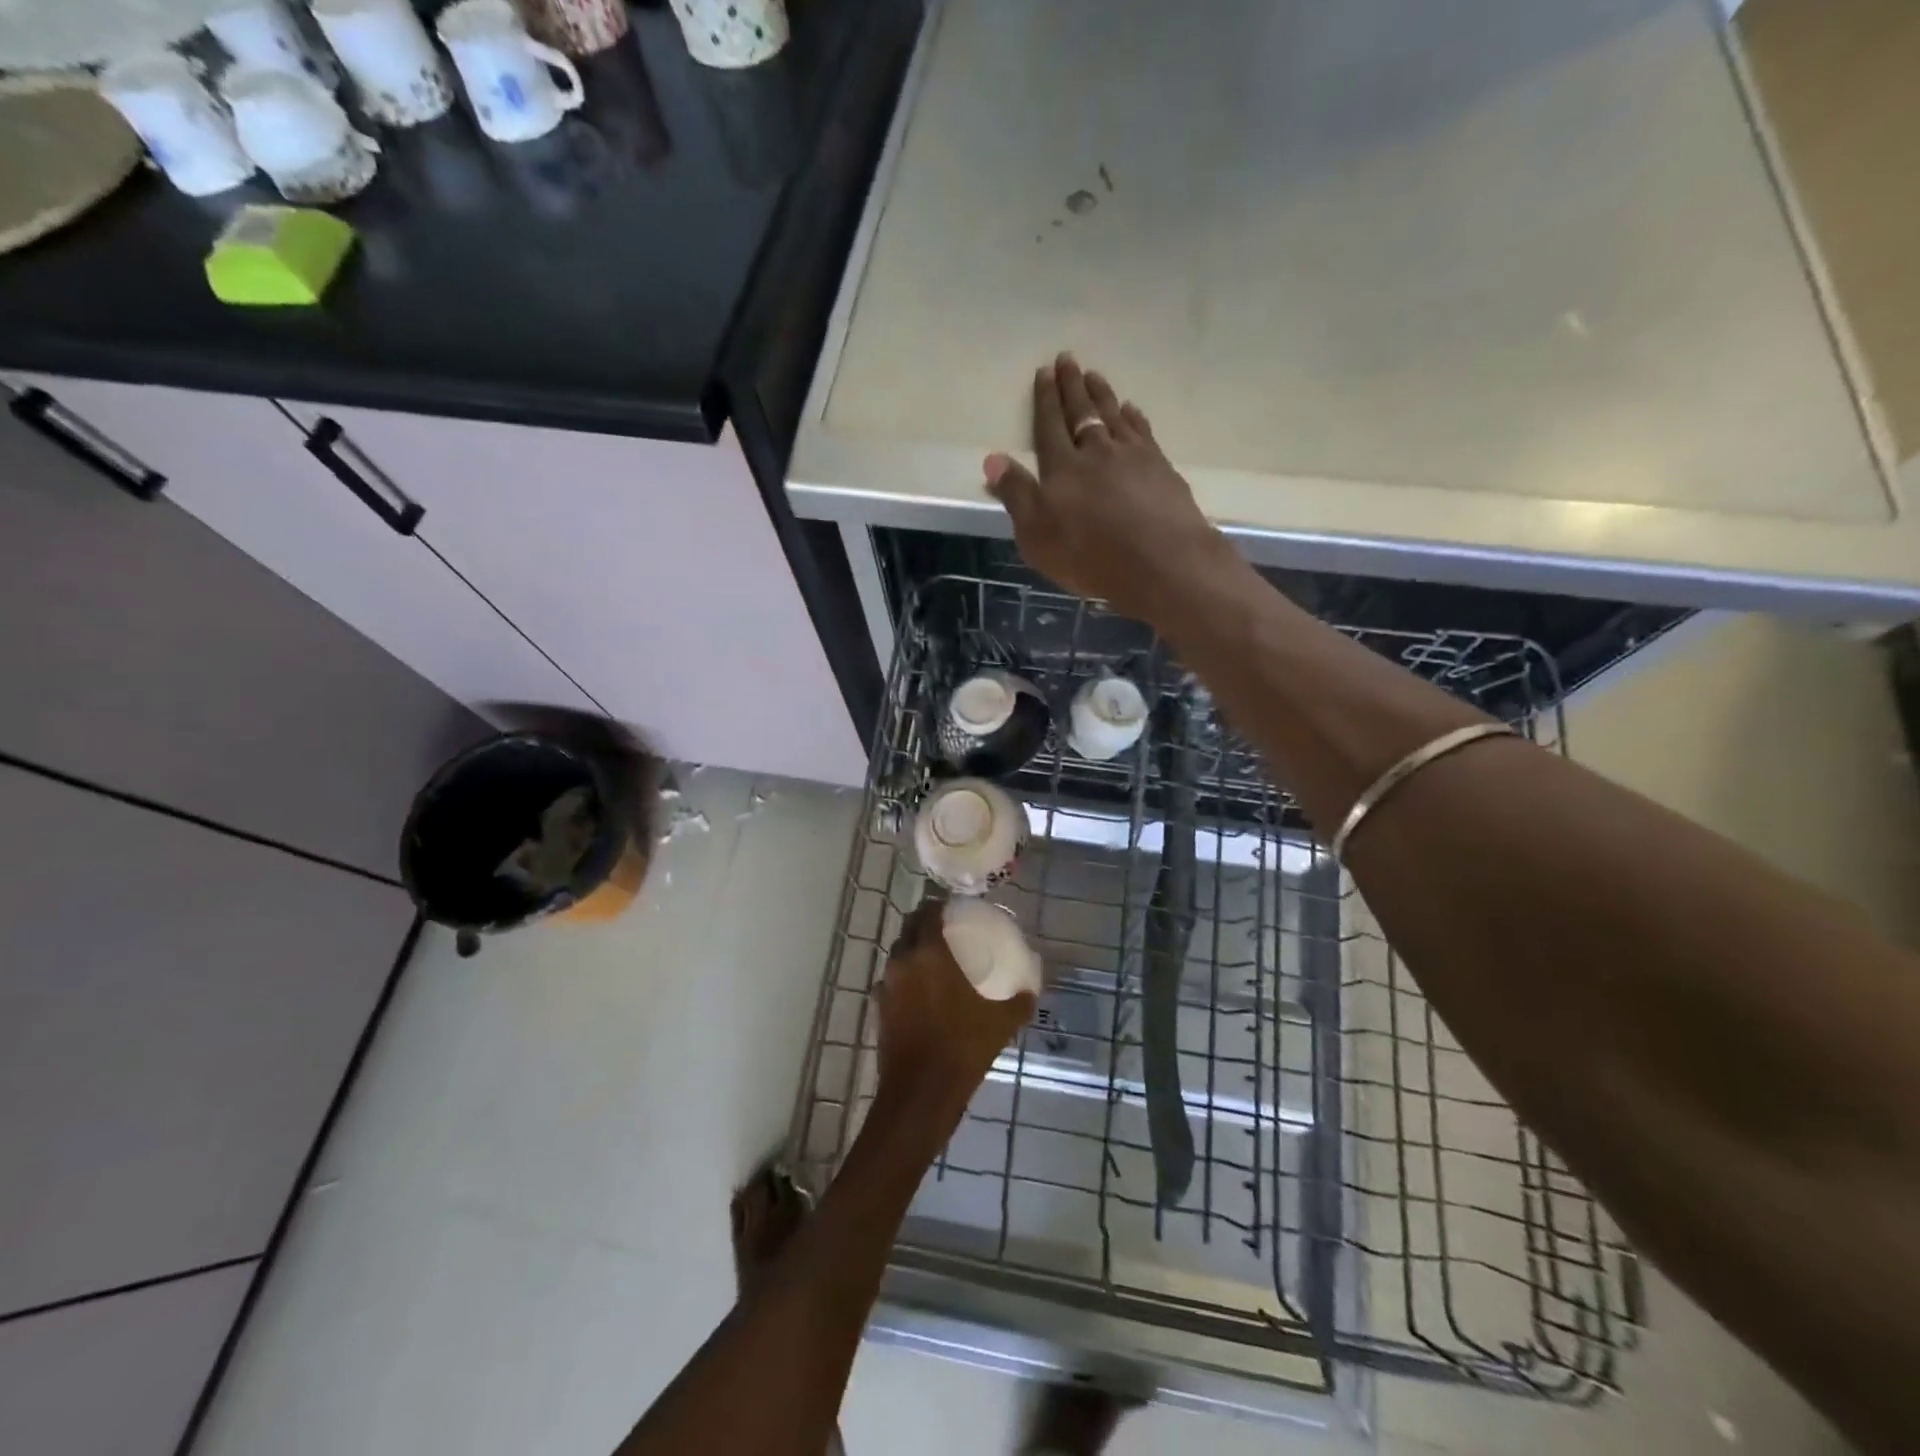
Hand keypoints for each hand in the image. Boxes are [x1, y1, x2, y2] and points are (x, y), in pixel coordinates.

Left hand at [875, 900, 1032, 1119]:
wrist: (921, 1091)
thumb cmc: (963, 1046)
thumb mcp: (1002, 1021)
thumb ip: (1019, 999)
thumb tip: (1032, 988)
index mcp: (929, 953)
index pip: (927, 912)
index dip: (939, 906)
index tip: (954, 908)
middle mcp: (902, 961)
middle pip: (909, 929)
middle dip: (924, 924)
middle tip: (946, 930)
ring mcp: (886, 986)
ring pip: (898, 955)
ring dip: (913, 951)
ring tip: (936, 960)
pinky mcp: (879, 1009)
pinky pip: (892, 982)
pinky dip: (905, 979)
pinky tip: (921, 993)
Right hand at [985, 354, 1235, 623]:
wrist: (1160, 562)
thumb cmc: (1090, 555)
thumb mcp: (1037, 535)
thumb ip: (1016, 495)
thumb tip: (993, 458)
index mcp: (1062, 468)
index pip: (1049, 426)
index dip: (1045, 400)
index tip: (1044, 372)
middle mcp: (1096, 452)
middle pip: (1082, 413)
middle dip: (1072, 387)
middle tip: (1068, 359)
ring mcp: (1133, 457)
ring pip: (1113, 416)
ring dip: (1102, 395)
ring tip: (1094, 376)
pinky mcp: (1161, 469)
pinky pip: (1142, 432)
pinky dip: (1134, 417)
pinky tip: (1131, 410)